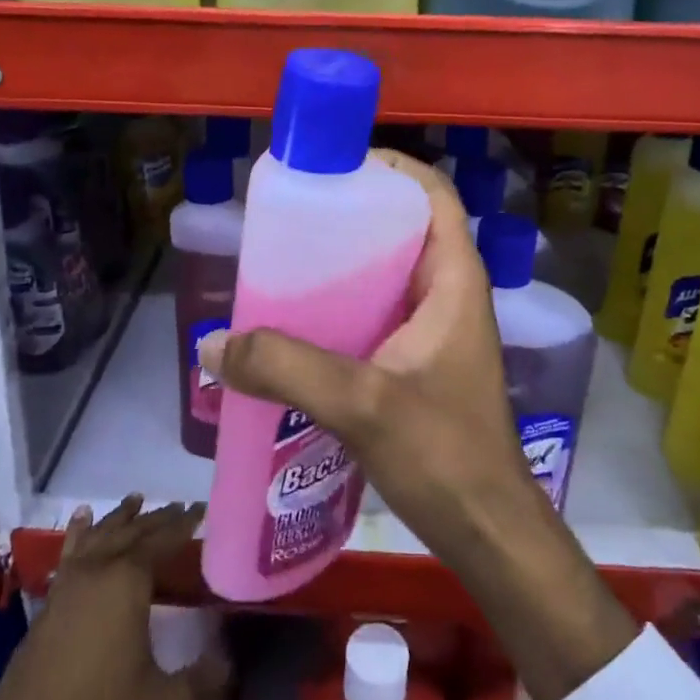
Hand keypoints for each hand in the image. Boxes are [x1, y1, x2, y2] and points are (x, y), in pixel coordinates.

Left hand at [0, 498, 228, 699]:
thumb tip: (227, 660)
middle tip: (179, 507)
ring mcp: (66, 586)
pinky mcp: (46, 605)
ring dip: (120, 518)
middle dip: (158, 518)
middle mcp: (96, 572)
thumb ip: (203, 681)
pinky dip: (79, 532)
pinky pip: (69, 553)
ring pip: (98, 536)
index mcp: (127, 583)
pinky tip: (81, 520)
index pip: (163, 540)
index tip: (201, 508)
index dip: (184, 523)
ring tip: (136, 500)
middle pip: (132, 532)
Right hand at [204, 149, 530, 561]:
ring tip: (286, 264)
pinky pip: (378, 314)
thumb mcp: (362, 403)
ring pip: (388, 274)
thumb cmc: (444, 454)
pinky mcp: (420, 362)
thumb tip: (212, 344)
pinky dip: (344, 307)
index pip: (433, 195)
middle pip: (403, 229)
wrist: (487, 531)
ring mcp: (437, 329)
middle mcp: (450, 293)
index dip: (391, 169)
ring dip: (344, 265)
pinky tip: (300, 325)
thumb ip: (286, 369)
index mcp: (454, 280)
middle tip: (293, 218)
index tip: (335, 167)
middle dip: (353, 216)